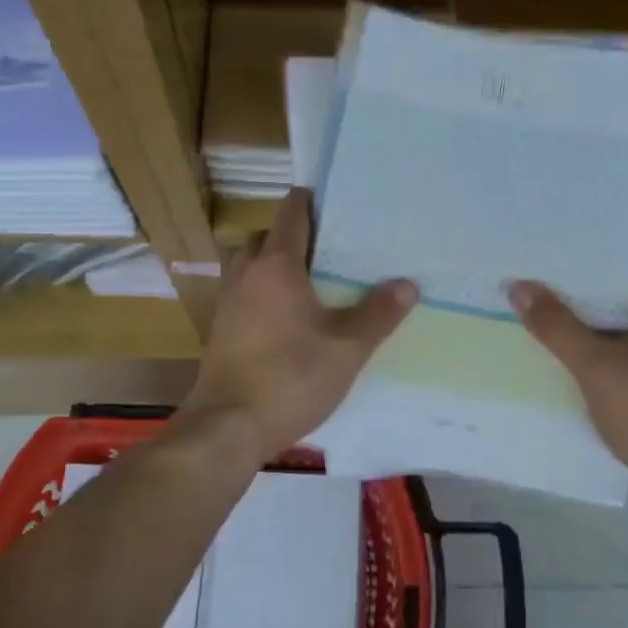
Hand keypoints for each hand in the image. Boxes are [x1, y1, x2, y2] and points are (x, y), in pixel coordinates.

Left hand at [177, 188, 417, 460]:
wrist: (228, 426)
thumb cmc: (290, 378)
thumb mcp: (347, 348)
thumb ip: (378, 314)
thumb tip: (407, 284)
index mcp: (277, 265)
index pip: (291, 212)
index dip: (311, 201)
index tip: (336, 204)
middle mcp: (247, 273)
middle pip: (267, 236)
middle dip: (293, 235)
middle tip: (329, 249)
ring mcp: (227, 300)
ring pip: (250, 264)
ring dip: (273, 263)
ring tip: (308, 283)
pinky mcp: (220, 328)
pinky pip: (243, 292)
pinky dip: (262, 291)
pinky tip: (286, 318)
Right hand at [508, 254, 627, 485]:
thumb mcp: (595, 367)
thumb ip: (557, 326)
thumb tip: (519, 287)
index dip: (608, 253)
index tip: (571, 254)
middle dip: (599, 288)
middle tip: (555, 284)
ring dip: (609, 320)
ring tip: (564, 317)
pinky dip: (623, 345)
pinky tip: (591, 358)